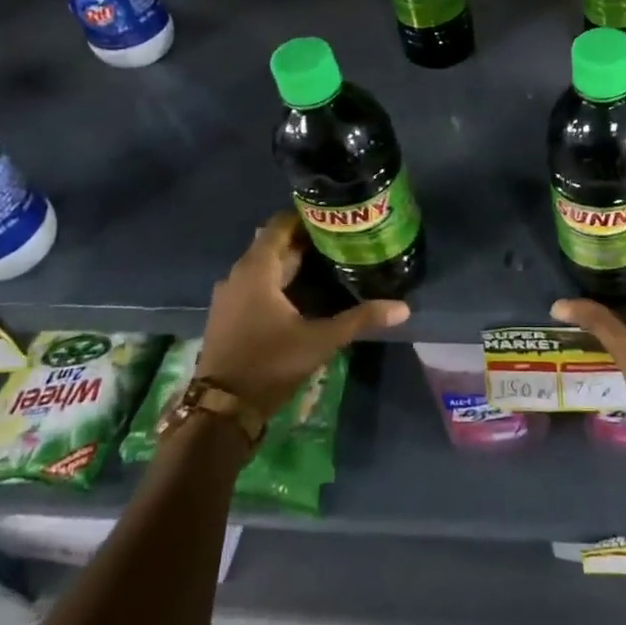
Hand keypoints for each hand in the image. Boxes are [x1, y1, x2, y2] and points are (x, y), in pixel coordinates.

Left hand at [196, 211, 407, 417]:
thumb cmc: (270, 364)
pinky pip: (255, 284)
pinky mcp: (229, 315)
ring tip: (328, 260)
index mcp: (256, 270)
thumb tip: (403, 307)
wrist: (222, 410)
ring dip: (291, 261)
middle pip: (273, 245)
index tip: (334, 215)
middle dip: (305, 240)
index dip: (305, 216)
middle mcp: (237, 275)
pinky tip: (303, 291)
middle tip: (341, 238)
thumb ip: (360, 319)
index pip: (279, 225)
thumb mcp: (320, 340)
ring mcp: (230, 296)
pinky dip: (278, 280)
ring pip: (264, 266)